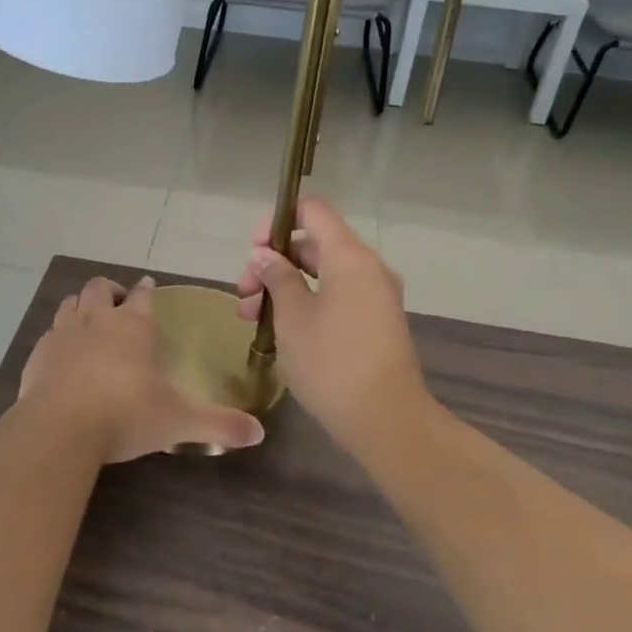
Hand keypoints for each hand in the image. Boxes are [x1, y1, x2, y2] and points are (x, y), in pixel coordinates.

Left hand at [19, 276, 265, 461]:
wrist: (61, 428)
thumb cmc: (126, 414)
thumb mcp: (178, 421)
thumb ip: (219, 424)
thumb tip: (259, 433)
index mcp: (133, 326)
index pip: (142, 295)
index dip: (146, 290)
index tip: (148, 287)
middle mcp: (97, 320)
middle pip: (101, 288)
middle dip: (111, 291)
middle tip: (118, 304)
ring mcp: (63, 333)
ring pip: (71, 303)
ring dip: (82, 306)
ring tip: (89, 320)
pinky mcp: (39, 354)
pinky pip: (49, 333)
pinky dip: (58, 336)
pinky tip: (63, 355)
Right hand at [235, 198, 428, 441]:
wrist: (386, 421)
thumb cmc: (332, 363)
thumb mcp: (292, 317)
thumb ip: (277, 277)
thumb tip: (265, 256)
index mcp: (350, 257)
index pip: (313, 210)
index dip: (277, 221)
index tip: (253, 250)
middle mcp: (368, 268)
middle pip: (314, 243)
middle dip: (274, 262)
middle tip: (245, 295)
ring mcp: (375, 296)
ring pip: (323, 273)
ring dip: (285, 286)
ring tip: (252, 318)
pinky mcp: (376, 321)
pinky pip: (337, 295)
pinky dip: (307, 301)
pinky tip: (280, 329)